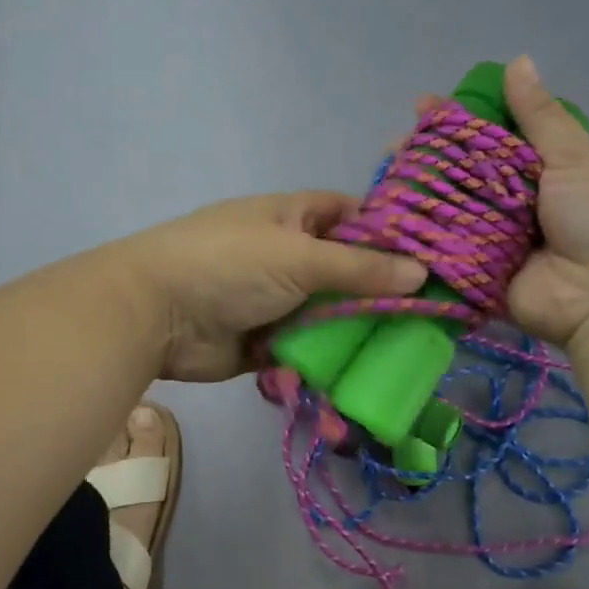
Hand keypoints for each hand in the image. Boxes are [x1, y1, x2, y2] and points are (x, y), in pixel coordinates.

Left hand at [123, 193, 426, 381]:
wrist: (155, 315)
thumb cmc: (227, 265)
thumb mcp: (298, 257)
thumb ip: (360, 268)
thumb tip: (421, 272)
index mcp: (292, 217)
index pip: (351, 215)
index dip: (389, 231)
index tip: (432, 256)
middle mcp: (288, 256)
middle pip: (346, 271)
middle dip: (380, 291)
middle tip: (432, 314)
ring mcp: (276, 300)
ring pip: (330, 314)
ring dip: (357, 330)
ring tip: (410, 349)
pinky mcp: (267, 342)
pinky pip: (308, 349)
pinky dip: (329, 359)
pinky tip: (367, 373)